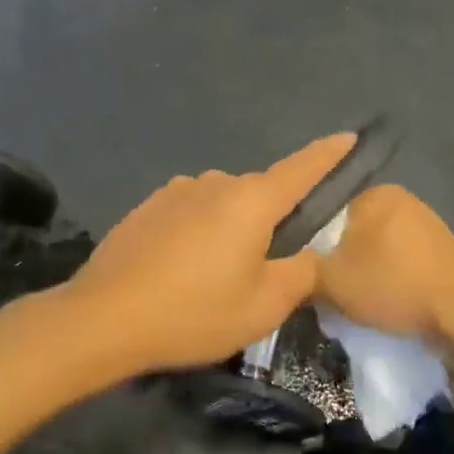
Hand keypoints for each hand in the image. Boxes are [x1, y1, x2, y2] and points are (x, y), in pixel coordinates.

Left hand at [60, 133, 357, 376]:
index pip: (302, 168)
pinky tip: (182, 270)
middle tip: (267, 268)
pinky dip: (199, 232)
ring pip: (223, 204)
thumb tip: (311, 254)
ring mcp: (177, 191)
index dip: (330, 154)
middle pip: (260, 194)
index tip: (350, 136)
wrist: (103, 318)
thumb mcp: (263, 306)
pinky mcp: (148, 206)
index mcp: (251, 200)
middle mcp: (216, 182)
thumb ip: (301, 273)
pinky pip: (191, 212)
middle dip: (271, 221)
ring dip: (231, 229)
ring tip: (217, 277)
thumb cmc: (193, 312)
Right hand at [315, 185, 453, 352]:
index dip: (312, 244)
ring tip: (356, 303)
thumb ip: (304, 270)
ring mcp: (426, 224)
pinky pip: (402, 263)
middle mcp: (402, 199)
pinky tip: (387, 304)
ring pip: (378, 249)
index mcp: (374, 193)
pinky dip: (391, 280)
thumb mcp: (331, 281)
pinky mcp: (443, 252)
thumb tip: (292, 269)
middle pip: (353, 231)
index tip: (307, 272)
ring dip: (367, 273)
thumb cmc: (394, 285)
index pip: (326, 211)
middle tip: (328, 291)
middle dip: (340, 259)